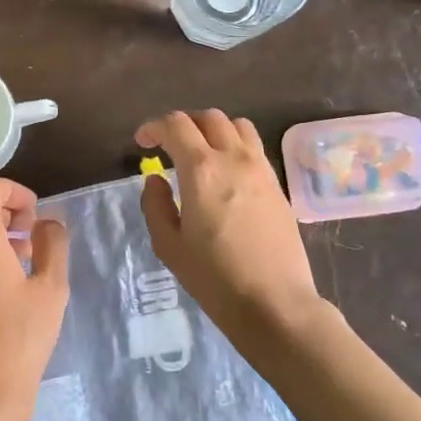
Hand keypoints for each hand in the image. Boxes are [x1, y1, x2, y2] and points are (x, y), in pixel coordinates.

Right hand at [137, 110, 331, 342]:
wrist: (275, 303)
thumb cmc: (214, 278)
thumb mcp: (169, 246)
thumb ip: (155, 205)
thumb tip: (157, 179)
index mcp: (202, 169)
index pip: (175, 125)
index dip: (154, 127)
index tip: (142, 142)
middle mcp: (234, 158)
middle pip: (208, 117)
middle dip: (184, 124)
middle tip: (169, 146)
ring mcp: (261, 169)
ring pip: (237, 126)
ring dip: (213, 130)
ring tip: (201, 153)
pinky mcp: (277, 184)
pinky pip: (254, 148)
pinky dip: (235, 146)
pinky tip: (226, 174)